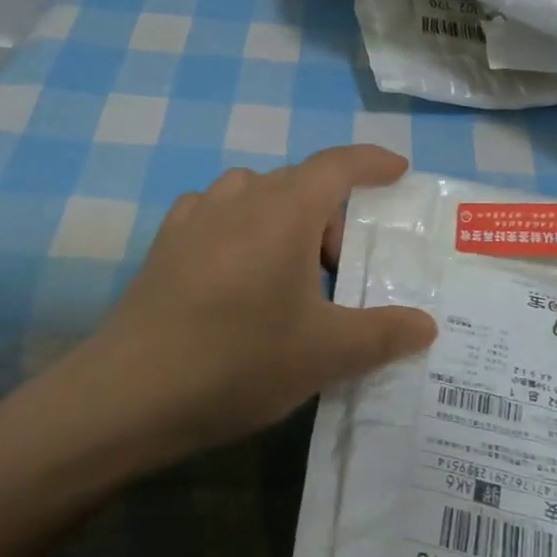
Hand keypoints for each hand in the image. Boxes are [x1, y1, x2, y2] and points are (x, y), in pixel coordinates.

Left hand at [92, 145, 437, 453]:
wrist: (129, 394)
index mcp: (285, 211)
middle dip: (332, 214)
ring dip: (285, 217)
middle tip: (344, 269)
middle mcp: (241, 198)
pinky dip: (241, 226)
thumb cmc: (239, 361)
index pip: (339, 165)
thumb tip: (427, 325)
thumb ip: (384, 333)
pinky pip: (217, 213)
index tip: (399, 169)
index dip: (373, 162)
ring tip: (290, 269)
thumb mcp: (326, 354)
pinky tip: (238, 269)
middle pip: (300, 183)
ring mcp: (196, 216)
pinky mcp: (166, 242)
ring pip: (256, 194)